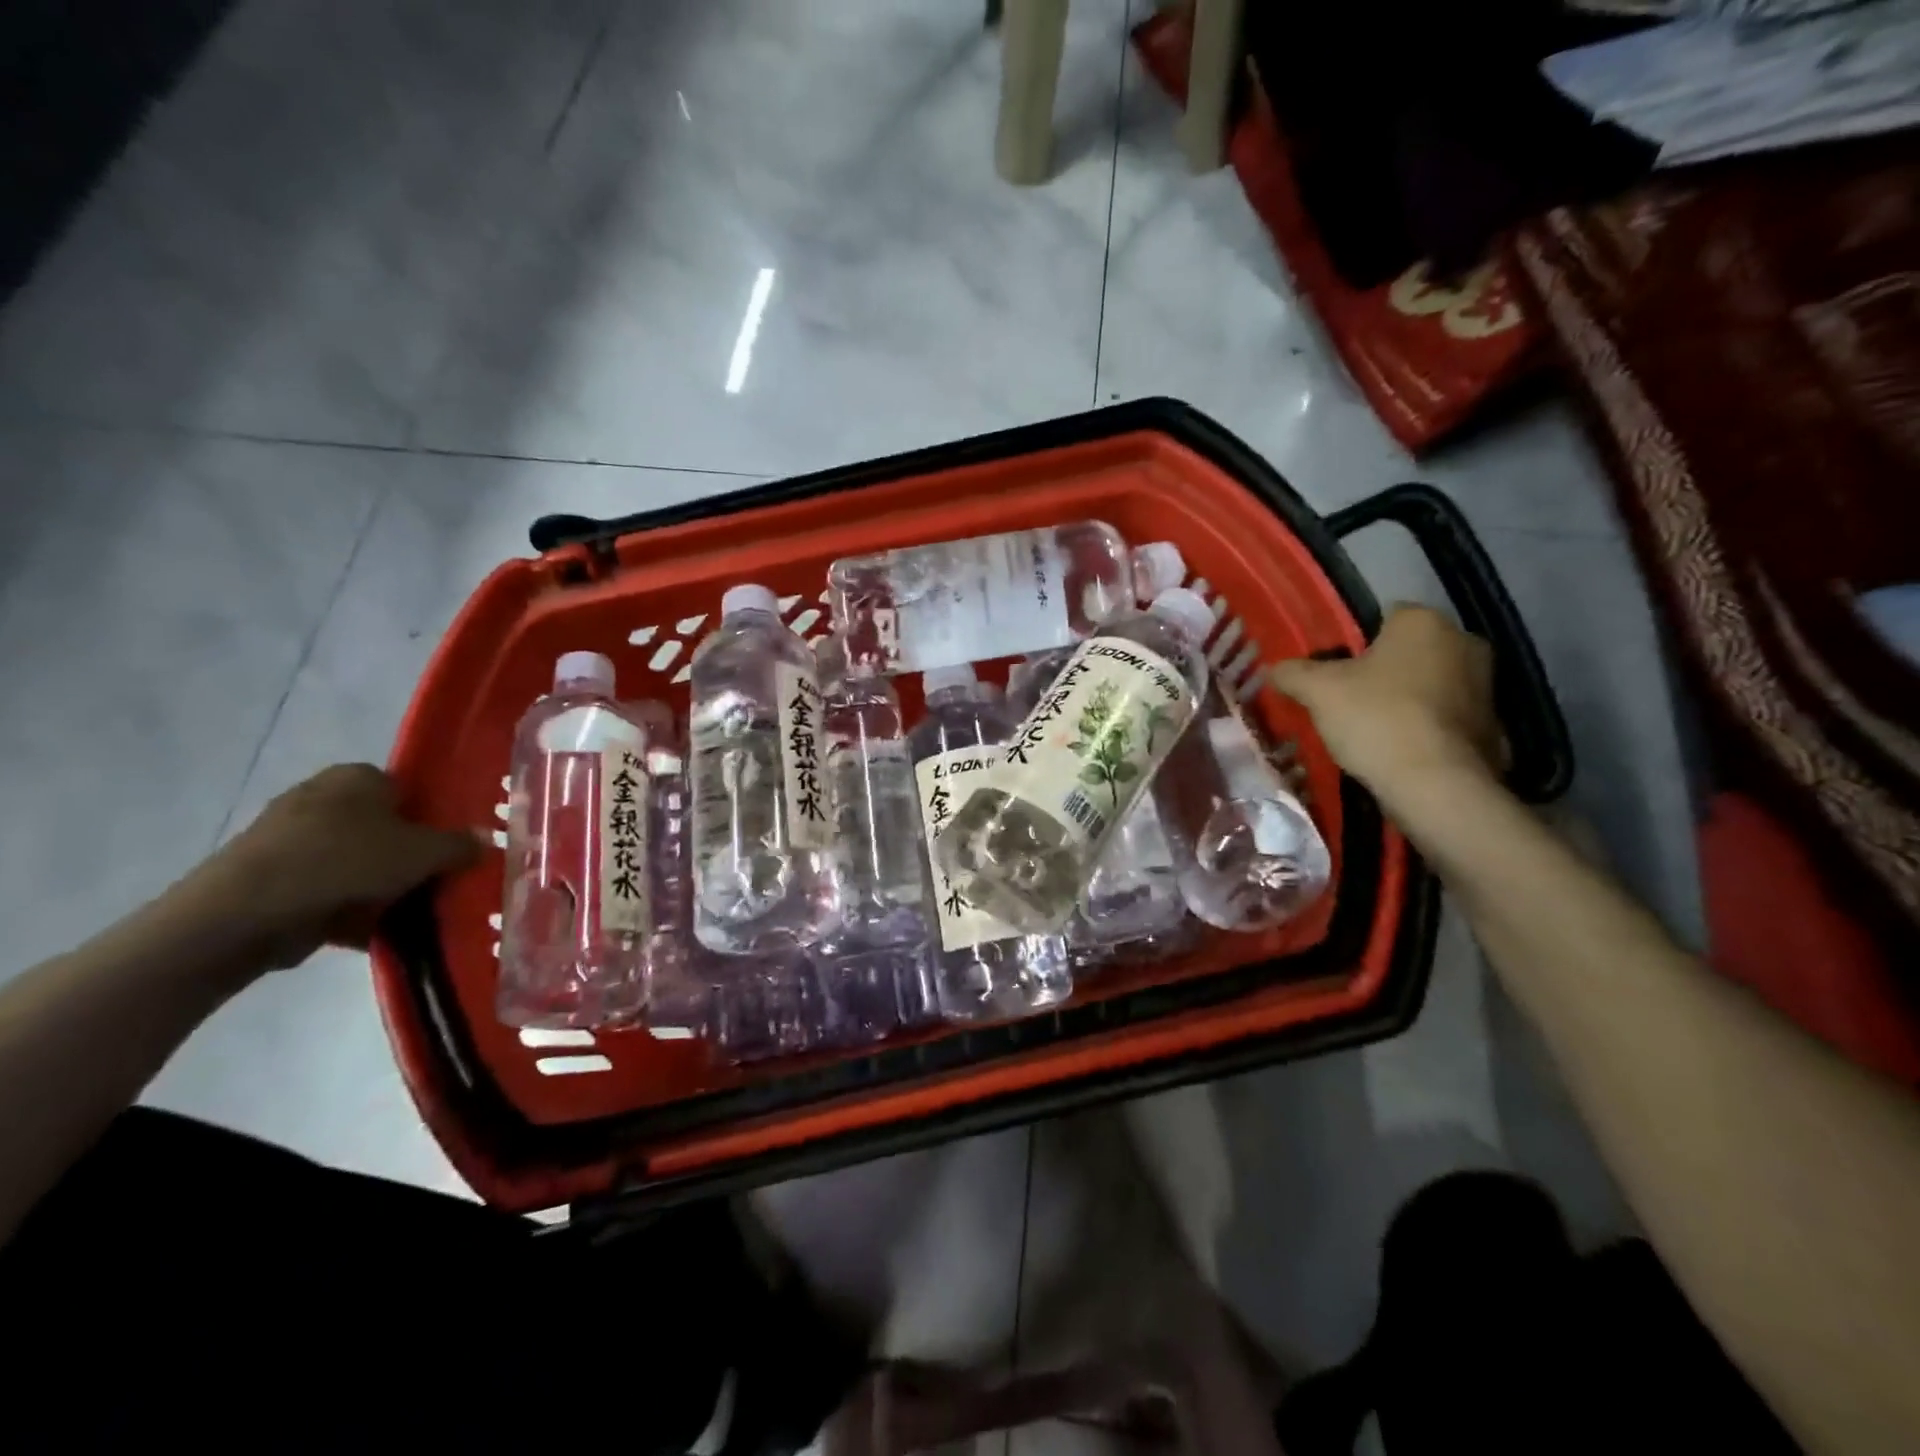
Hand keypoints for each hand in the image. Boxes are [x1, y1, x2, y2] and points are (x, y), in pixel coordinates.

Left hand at [202, 764, 481, 967]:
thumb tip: (486, 840)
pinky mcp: (268, 875)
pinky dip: (344, 906)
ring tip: (406, 912)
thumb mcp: (424, 853)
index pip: (409, 790)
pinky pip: (324, 887)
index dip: (434, 818)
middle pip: (383, 827)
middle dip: (406, 855)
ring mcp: (289, 836)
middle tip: (434, 881)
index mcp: (358, 776)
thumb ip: (459, 846)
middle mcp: (322, 796)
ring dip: (378, 884)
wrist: (244, 912)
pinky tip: (367, 930)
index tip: (450, 849)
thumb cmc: (345, 862)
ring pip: (354, 860)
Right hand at [1271, 606, 1505, 799]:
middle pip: (1409, 651)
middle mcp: (1464, 642)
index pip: (1383, 616)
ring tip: (1372, 731)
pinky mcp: (1494, 726)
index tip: (1334, 672)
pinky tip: (1400, 751)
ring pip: (1430, 684)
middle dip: (1382, 671)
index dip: (1353, 642)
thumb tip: (1276, 669)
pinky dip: (1426, 729)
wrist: (1436, 786)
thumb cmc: (1376, 719)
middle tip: (1348, 701)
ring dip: (1406, 700)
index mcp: (1424, 622)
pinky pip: (1446, 718)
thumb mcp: (1317, 691)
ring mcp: (1486, 686)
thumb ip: (1292, 673)